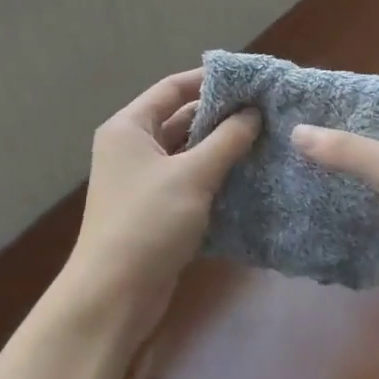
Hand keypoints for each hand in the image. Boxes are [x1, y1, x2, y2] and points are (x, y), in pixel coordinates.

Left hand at [65, 69, 259, 342]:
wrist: (112, 299)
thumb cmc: (147, 223)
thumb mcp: (192, 176)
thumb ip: (226, 140)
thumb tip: (254, 111)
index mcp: (129, 128)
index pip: (173, 88)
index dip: (210, 80)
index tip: (250, 79)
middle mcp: (132, 147)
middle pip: (181, 118)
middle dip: (221, 115)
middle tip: (266, 110)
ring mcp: (143, 180)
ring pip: (188, 151)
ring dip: (221, 147)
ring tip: (265, 138)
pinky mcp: (156, 209)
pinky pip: (189, 179)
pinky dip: (215, 175)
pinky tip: (249, 174)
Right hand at [291, 113, 378, 321]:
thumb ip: (348, 150)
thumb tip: (296, 131)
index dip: (344, 113)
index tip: (301, 109)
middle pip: (365, 156)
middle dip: (329, 155)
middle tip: (278, 145)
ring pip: (359, 194)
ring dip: (329, 192)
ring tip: (278, 178)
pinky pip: (360, 230)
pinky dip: (337, 227)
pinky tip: (297, 219)